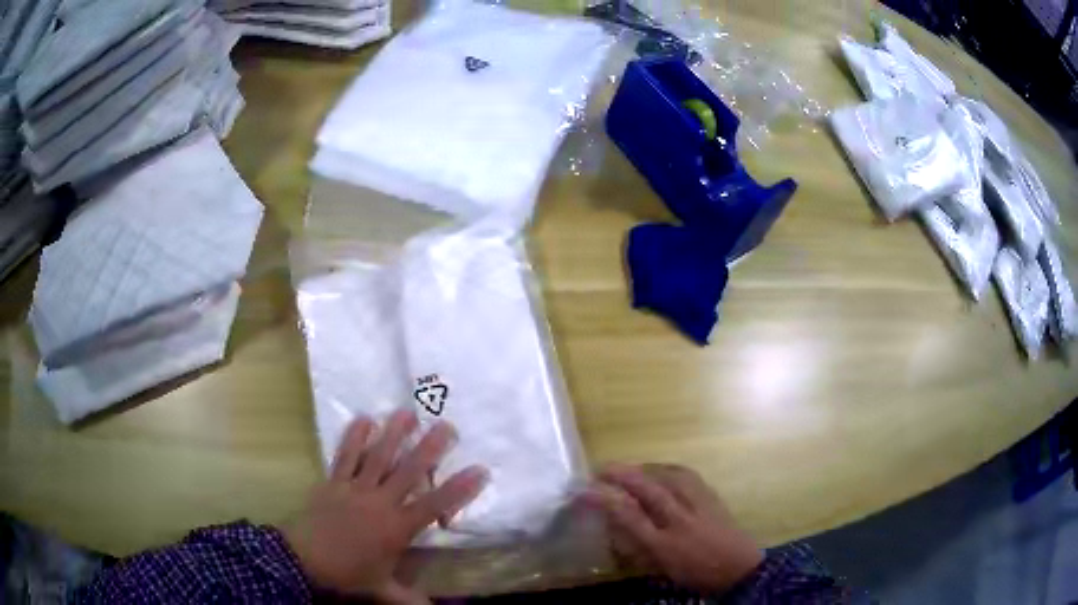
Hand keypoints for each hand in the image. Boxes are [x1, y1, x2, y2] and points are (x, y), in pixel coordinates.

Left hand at [283, 410, 488, 602]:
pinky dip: (354, 436)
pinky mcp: (333, 481)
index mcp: (397, 528)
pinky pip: (345, 456)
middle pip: (409, 472)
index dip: (459, 488)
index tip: (480, 469)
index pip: (435, 506)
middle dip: (430, 448)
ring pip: (378, 457)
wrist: (303, 559)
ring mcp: (355, 488)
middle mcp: (380, 502)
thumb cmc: (348, 574)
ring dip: (394, 434)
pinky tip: (363, 418)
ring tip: (407, 412)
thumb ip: (410, 598)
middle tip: (447, 425)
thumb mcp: (382, 588)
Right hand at [585, 463, 763, 594]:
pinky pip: (687, 475)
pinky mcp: (712, 496)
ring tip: (627, 467)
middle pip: (648, 490)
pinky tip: (661, 468)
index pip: (629, 516)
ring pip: (669, 477)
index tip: (583, 491)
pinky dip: (668, 468)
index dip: (604, 500)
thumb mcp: (662, 567)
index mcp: (665, 543)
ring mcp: (699, 504)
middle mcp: (681, 520)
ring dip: (644, 467)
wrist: (740, 568)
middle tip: (601, 469)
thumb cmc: (696, 572)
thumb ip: (638, 547)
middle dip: (622, 475)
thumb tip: (617, 527)